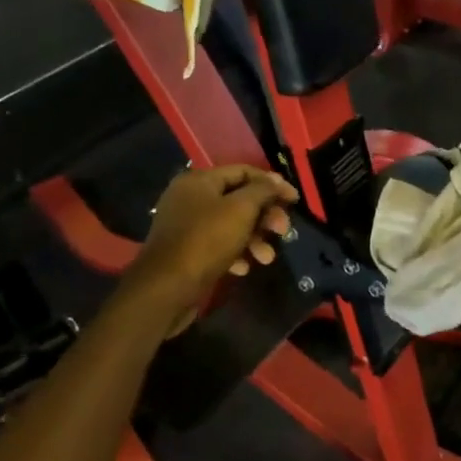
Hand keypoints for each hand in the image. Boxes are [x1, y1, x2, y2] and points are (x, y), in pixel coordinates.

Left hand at [133, 165, 299, 333]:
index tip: (295, 200)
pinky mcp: (186, 250)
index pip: (244, 171)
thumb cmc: (206, 241)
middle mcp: (190, 198)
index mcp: (199, 181)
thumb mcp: (241, 210)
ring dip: (254, 239)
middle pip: (239, 199)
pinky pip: (218, 244)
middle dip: (265, 216)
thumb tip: (277, 181)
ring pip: (231, 224)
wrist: (166, 288)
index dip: (272, 184)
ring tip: (267, 258)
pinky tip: (244, 268)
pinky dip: (235, 253)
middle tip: (283, 231)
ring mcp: (186, 225)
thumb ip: (262, 191)